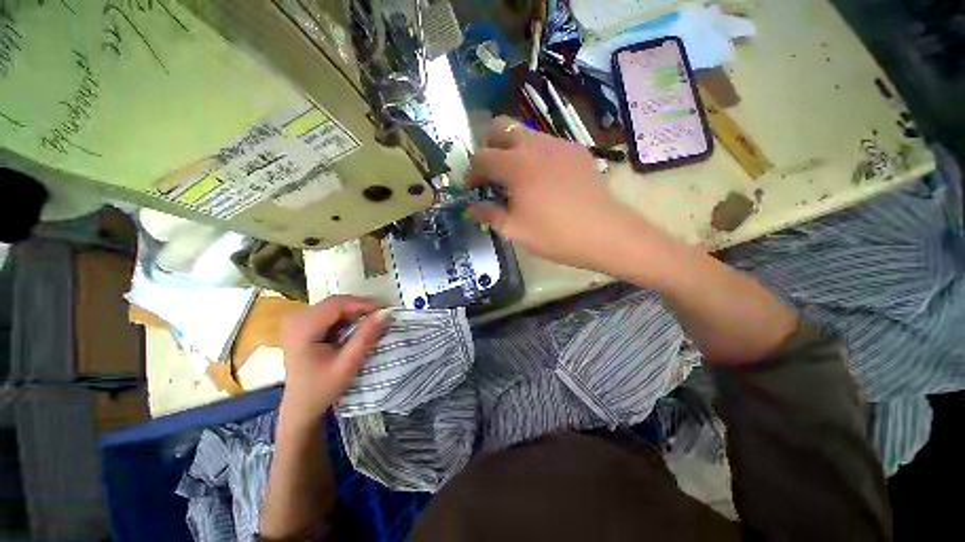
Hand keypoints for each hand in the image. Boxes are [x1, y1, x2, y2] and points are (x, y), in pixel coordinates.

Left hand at [278, 295, 386, 429]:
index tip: (385, 310)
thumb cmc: (322, 388)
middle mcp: (296, 319)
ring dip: (354, 311)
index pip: (337, 304)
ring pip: (333, 305)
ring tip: (372, 320)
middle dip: (360, 306)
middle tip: (381, 315)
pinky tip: (356, 326)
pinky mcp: (301, 325)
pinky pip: (328, 313)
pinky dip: (346, 317)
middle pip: (334, 302)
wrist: (300, 407)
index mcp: (302, 329)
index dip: (363, 303)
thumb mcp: (348, 364)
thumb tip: (386, 312)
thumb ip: (366, 336)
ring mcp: (297, 321)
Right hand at [466, 116, 667, 273]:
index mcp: (516, 166)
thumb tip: (470, 209)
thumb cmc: (555, 235)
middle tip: (492, 174)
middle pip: (500, 127)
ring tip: (518, 179)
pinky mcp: (576, 150)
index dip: (472, 173)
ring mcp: (558, 144)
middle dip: (489, 148)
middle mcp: (535, 145)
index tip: (472, 188)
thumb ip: (489, 215)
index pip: (482, 158)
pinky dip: (535, 155)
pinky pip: (547, 143)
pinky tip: (543, 180)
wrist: (604, 233)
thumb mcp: (515, 230)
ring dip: (512, 150)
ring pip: (525, 133)